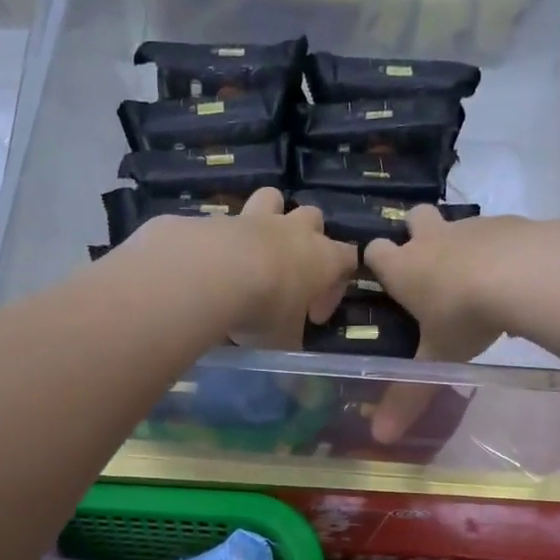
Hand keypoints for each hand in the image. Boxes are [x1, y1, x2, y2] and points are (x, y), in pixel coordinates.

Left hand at [132, 188, 356, 350]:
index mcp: (322, 258)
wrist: (211, 273)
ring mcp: (254, 218)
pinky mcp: (217, 218)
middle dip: (308, 241)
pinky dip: (223, 238)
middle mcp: (293, 230)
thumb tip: (291, 361)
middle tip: (290, 274)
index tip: (314, 316)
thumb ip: (289, 342)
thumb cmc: (264, 308)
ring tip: (256, 248)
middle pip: (314, 218)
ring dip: (270, 216)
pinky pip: (225, 220)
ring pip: (273, 198)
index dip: (336, 287)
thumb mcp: (282, 340)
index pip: (347, 260)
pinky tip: (211, 263)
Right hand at [363, 208, 537, 444]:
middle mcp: (434, 239)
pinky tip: (518, 279)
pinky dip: (504, 251)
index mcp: (404, 267)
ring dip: (463, 244)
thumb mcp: (437, 359)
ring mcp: (474, 227)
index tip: (383, 276)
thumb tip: (379, 438)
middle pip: (414, 217)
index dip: (376, 260)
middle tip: (428, 262)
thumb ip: (410, 396)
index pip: (374, 250)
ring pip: (460, 226)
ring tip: (479, 279)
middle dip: (416, 231)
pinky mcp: (514, 223)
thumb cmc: (465, 315)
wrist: (528, 274)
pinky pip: (502, 234)